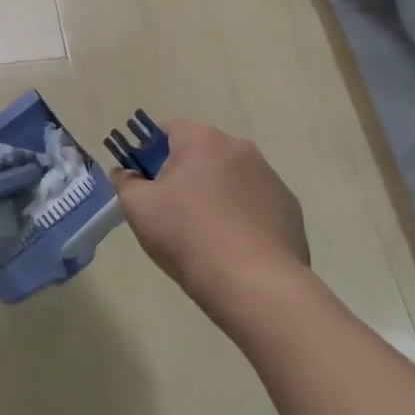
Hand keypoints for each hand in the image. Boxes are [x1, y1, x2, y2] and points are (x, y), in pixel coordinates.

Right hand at [110, 120, 309, 302]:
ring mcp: (270, 178)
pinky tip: (233, 246)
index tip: (147, 186)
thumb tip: (127, 174)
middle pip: (201, 153)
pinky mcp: (289, 208)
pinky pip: (254, 202)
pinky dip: (241, 215)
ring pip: (229, 177)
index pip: (169, 130)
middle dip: (184, 174)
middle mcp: (240, 148)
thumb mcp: (138, 208)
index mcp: (203, 140)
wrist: (255, 284)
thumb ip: (125, 182)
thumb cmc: (188, 236)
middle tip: (171, 212)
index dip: (151, 154)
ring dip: (214, 194)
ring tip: (205, 234)